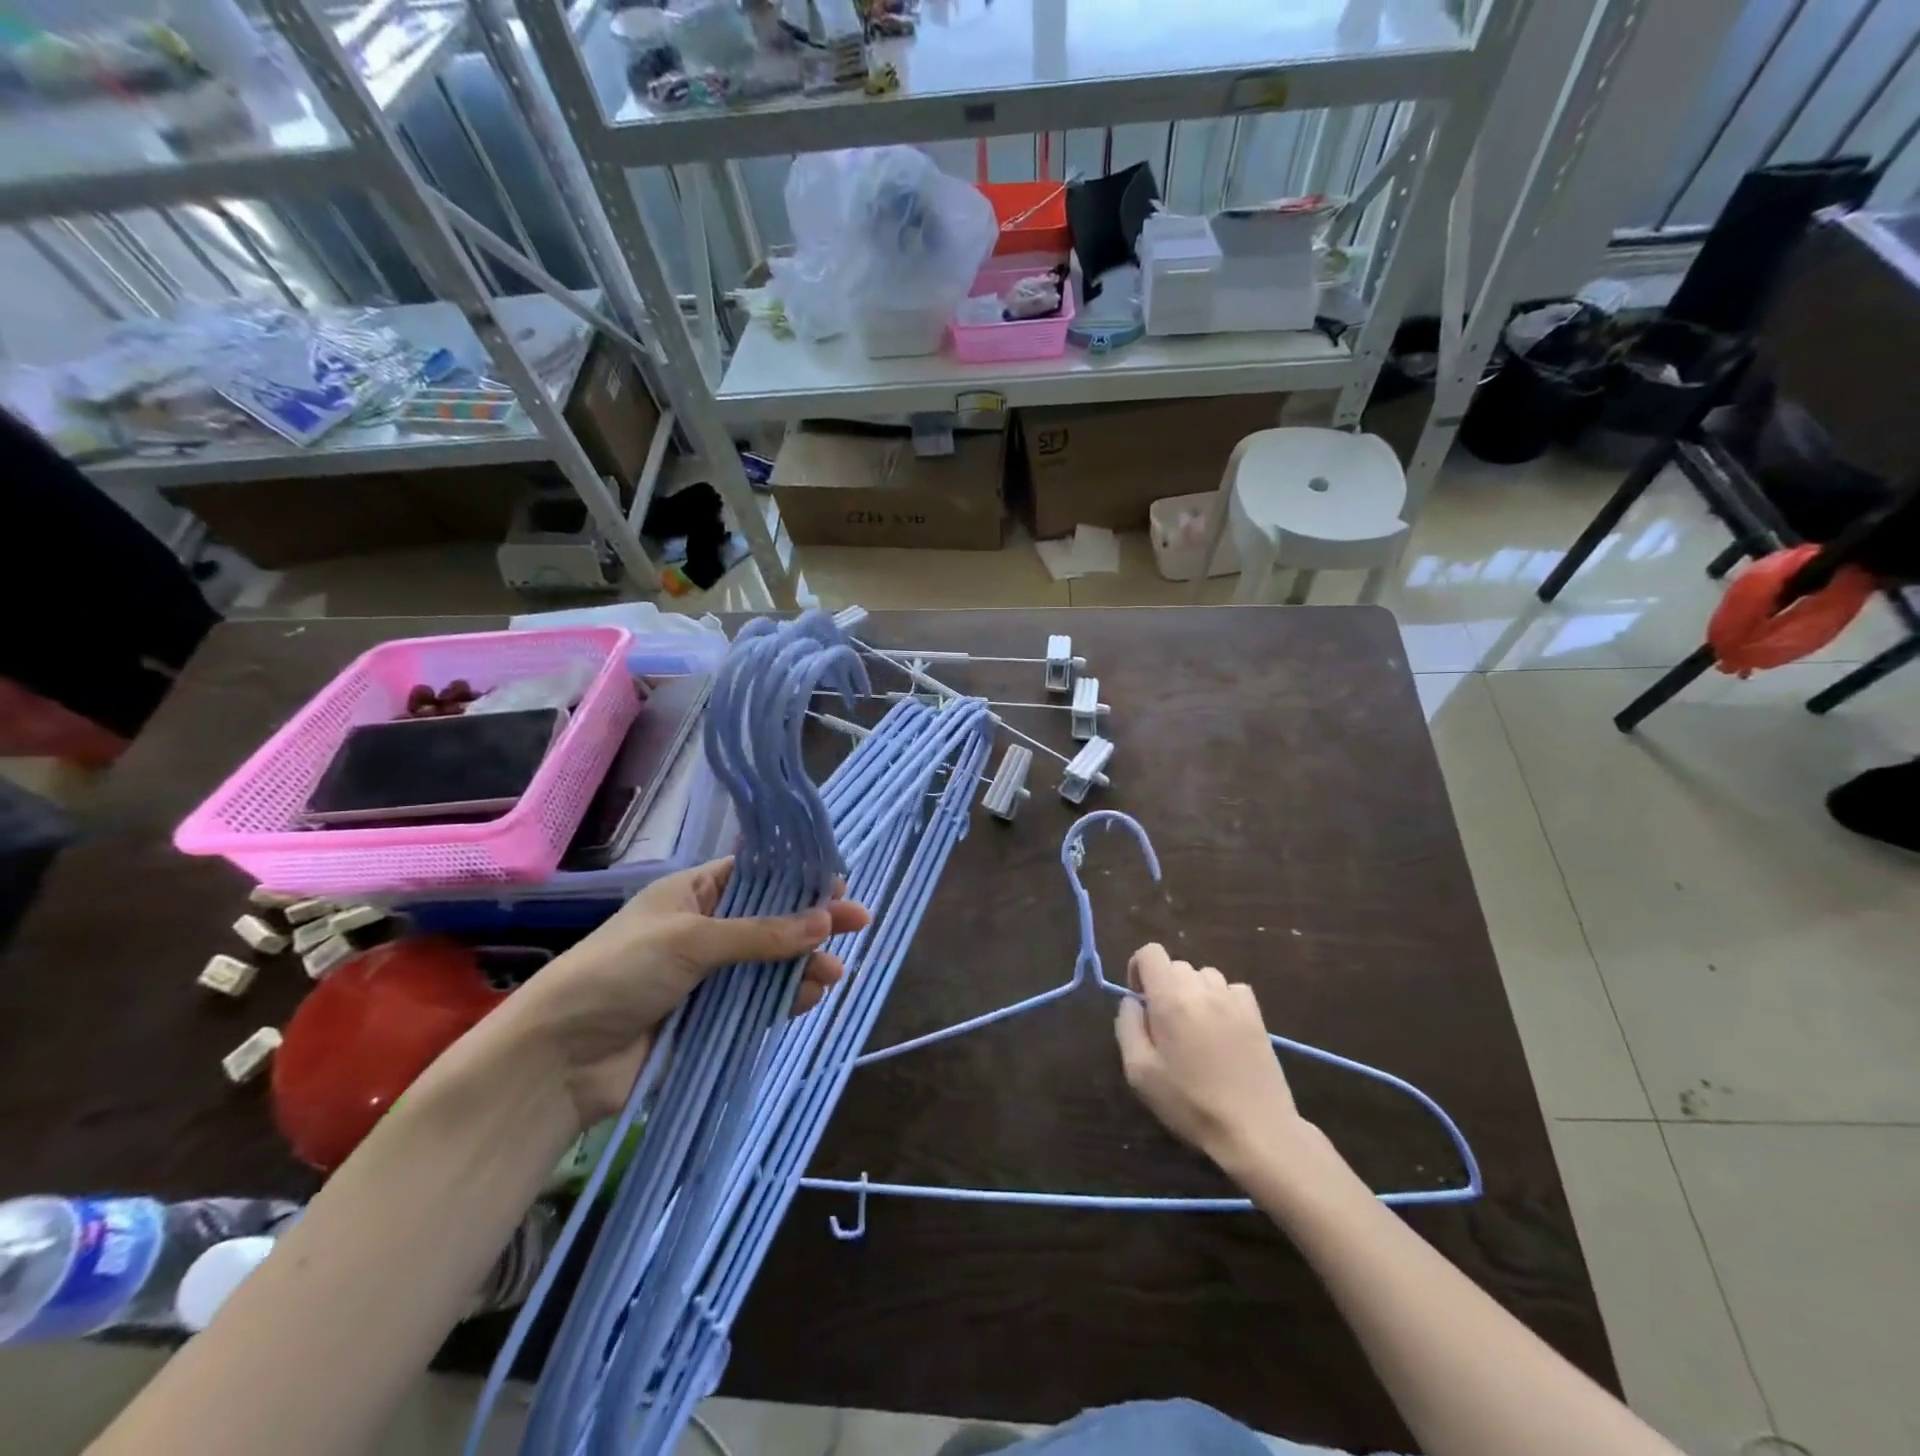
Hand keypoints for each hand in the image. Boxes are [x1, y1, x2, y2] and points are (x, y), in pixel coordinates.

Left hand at [510, 858, 869, 1126]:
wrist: (559, 1059)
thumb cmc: (620, 973)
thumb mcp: (691, 940)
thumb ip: (760, 933)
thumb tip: (825, 921)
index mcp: (693, 894)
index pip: (755, 875)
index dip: (797, 877)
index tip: (838, 884)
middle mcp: (704, 929)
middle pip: (771, 920)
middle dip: (812, 922)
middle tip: (858, 923)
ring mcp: (708, 976)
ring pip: (770, 963)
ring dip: (803, 965)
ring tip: (835, 973)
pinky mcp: (709, 1017)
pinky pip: (758, 1001)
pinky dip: (785, 998)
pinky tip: (810, 997)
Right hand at [1114, 943, 1307, 1173]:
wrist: (1256, 1130)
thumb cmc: (1190, 1103)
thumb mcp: (1139, 1072)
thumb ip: (1127, 1026)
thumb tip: (1132, 1001)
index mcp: (1170, 999)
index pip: (1150, 952)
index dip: (1139, 969)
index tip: (1141, 1000)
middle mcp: (1202, 989)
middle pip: (1176, 966)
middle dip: (1166, 988)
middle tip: (1167, 1027)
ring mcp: (1233, 1000)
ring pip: (1204, 976)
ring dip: (1194, 993)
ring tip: (1196, 1030)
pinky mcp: (1256, 1014)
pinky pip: (1232, 990)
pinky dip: (1221, 1001)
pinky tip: (1222, 1031)